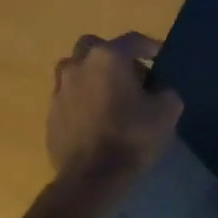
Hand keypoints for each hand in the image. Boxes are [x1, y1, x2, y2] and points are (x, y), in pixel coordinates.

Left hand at [47, 32, 182, 183]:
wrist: (92, 176)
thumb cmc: (132, 136)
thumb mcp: (167, 112)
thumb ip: (166, 93)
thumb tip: (160, 91)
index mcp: (108, 58)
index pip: (133, 40)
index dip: (150, 46)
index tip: (160, 57)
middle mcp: (79, 65)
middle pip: (95, 47)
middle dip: (112, 55)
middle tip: (129, 74)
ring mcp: (60, 89)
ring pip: (76, 70)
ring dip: (92, 76)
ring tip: (109, 96)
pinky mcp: (51, 114)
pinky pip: (69, 97)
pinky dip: (82, 100)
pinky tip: (96, 118)